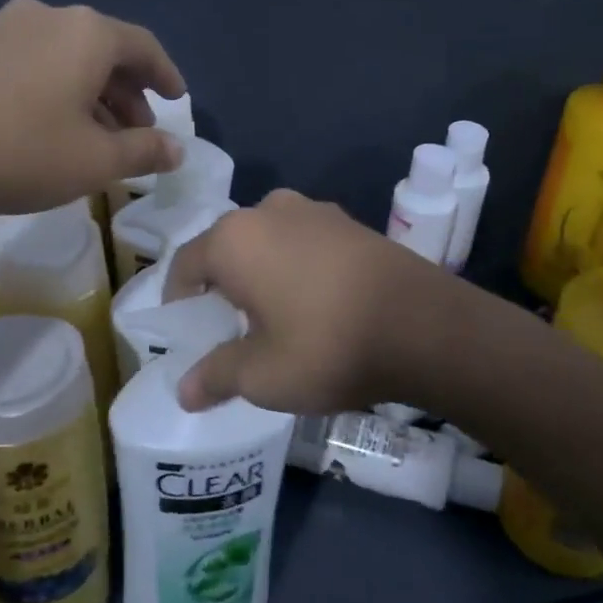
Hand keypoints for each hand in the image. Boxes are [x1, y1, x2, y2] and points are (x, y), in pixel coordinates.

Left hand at [0, 0, 185, 230]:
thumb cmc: (19, 151)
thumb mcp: (95, 161)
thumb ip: (144, 151)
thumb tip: (177, 150)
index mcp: (88, 33)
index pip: (144, 47)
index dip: (166, 76)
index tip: (177, 100)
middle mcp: (50, 17)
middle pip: (105, 50)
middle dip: (129, 92)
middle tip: (138, 131)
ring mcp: (4, 27)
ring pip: (68, 57)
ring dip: (93, 93)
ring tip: (96, 136)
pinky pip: (34, 62)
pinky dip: (57, 89)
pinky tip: (50, 127)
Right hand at [163, 190, 457, 413]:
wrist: (424, 324)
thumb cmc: (326, 346)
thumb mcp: (263, 376)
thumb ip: (216, 377)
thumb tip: (184, 392)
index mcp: (234, 238)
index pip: (185, 264)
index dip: (179, 301)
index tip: (188, 333)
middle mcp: (269, 210)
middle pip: (227, 248)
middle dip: (222, 287)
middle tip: (230, 330)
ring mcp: (315, 210)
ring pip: (268, 242)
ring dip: (262, 274)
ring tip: (275, 318)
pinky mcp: (350, 222)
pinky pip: (304, 242)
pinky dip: (296, 267)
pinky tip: (316, 303)